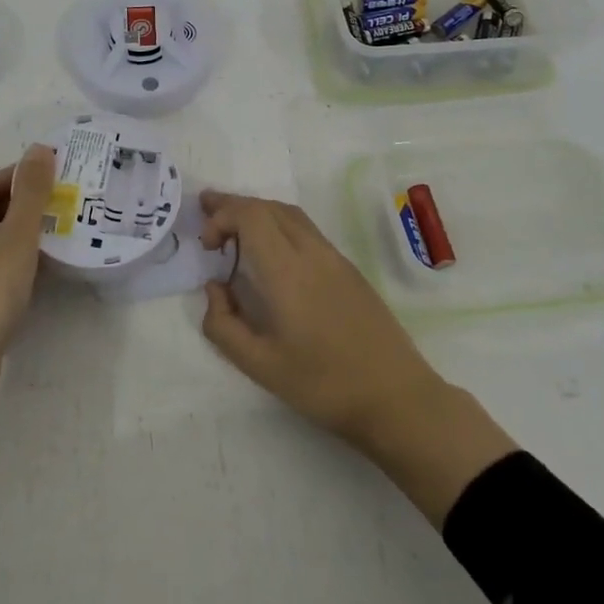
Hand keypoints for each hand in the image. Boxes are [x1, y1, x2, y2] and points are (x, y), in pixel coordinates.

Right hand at [198, 191, 516, 526]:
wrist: (396, 397)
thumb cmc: (323, 385)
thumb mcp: (260, 366)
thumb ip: (224, 325)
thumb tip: (215, 288)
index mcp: (287, 271)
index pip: (251, 215)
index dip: (222, 217)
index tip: (207, 246)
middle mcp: (311, 252)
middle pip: (268, 207)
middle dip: (234, 206)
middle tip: (206, 213)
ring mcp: (334, 258)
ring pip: (290, 214)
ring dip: (258, 212)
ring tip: (233, 225)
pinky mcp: (349, 269)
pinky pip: (306, 230)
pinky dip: (279, 224)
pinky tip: (271, 249)